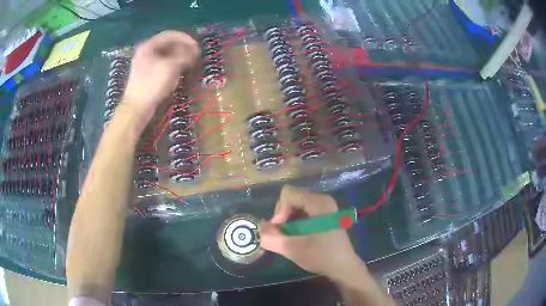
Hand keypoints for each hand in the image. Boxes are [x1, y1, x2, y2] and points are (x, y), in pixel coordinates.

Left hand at [123, 31, 199, 120]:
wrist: (137, 108)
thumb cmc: (152, 85)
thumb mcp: (170, 67)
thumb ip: (184, 55)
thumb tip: (193, 51)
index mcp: (148, 46)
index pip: (169, 35)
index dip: (185, 38)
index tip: (196, 45)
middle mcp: (146, 52)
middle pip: (167, 44)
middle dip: (183, 48)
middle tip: (195, 54)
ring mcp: (145, 64)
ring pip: (166, 55)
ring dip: (179, 56)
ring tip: (190, 62)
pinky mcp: (147, 75)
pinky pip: (162, 64)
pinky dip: (173, 65)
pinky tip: (180, 71)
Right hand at [259, 185, 366, 281]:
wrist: (343, 267)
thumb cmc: (322, 256)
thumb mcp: (293, 249)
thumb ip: (272, 238)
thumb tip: (260, 227)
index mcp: (318, 202)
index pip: (288, 194)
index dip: (279, 210)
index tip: (279, 229)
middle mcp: (323, 200)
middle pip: (292, 198)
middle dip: (282, 215)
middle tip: (282, 234)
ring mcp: (325, 208)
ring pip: (296, 205)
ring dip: (287, 221)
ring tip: (288, 237)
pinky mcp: (325, 216)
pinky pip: (303, 212)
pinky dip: (295, 222)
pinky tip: (297, 237)